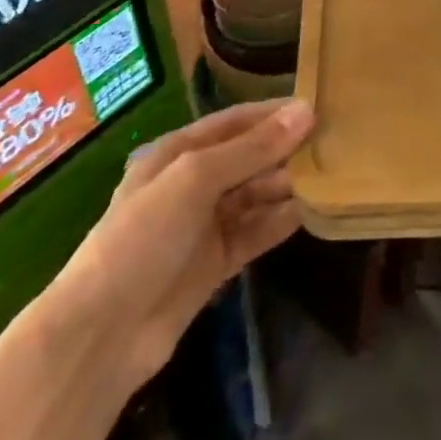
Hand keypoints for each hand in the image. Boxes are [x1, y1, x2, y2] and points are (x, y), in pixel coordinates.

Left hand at [45, 99, 314, 392]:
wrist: (103, 334)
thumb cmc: (144, 236)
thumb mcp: (196, 179)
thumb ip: (253, 148)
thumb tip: (306, 112)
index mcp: (177, 153)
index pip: (235, 122)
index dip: (274, 113)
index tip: (319, 105)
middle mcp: (192, 183)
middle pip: (249, 157)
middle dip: (287, 149)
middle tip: (337, 141)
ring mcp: (204, 225)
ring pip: (256, 194)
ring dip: (288, 184)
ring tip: (334, 173)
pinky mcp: (217, 262)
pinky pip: (257, 231)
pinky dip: (282, 221)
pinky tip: (314, 210)